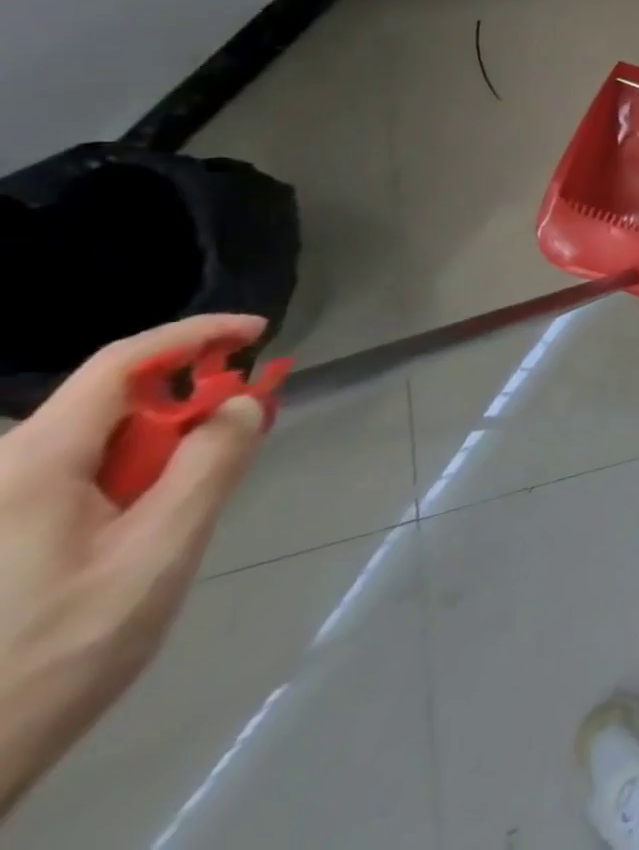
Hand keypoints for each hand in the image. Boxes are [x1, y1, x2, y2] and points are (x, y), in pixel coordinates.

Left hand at [0, 315, 267, 814]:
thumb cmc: (55, 654)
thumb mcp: (158, 554)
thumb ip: (209, 465)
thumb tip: (243, 401)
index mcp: (29, 466)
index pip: (122, 363)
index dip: (197, 335)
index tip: (259, 334)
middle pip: (108, 406)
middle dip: (181, 413)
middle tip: (233, 449)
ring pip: (89, 446)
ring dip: (151, 456)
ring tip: (174, 515)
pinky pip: (65, 479)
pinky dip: (119, 482)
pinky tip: (128, 535)